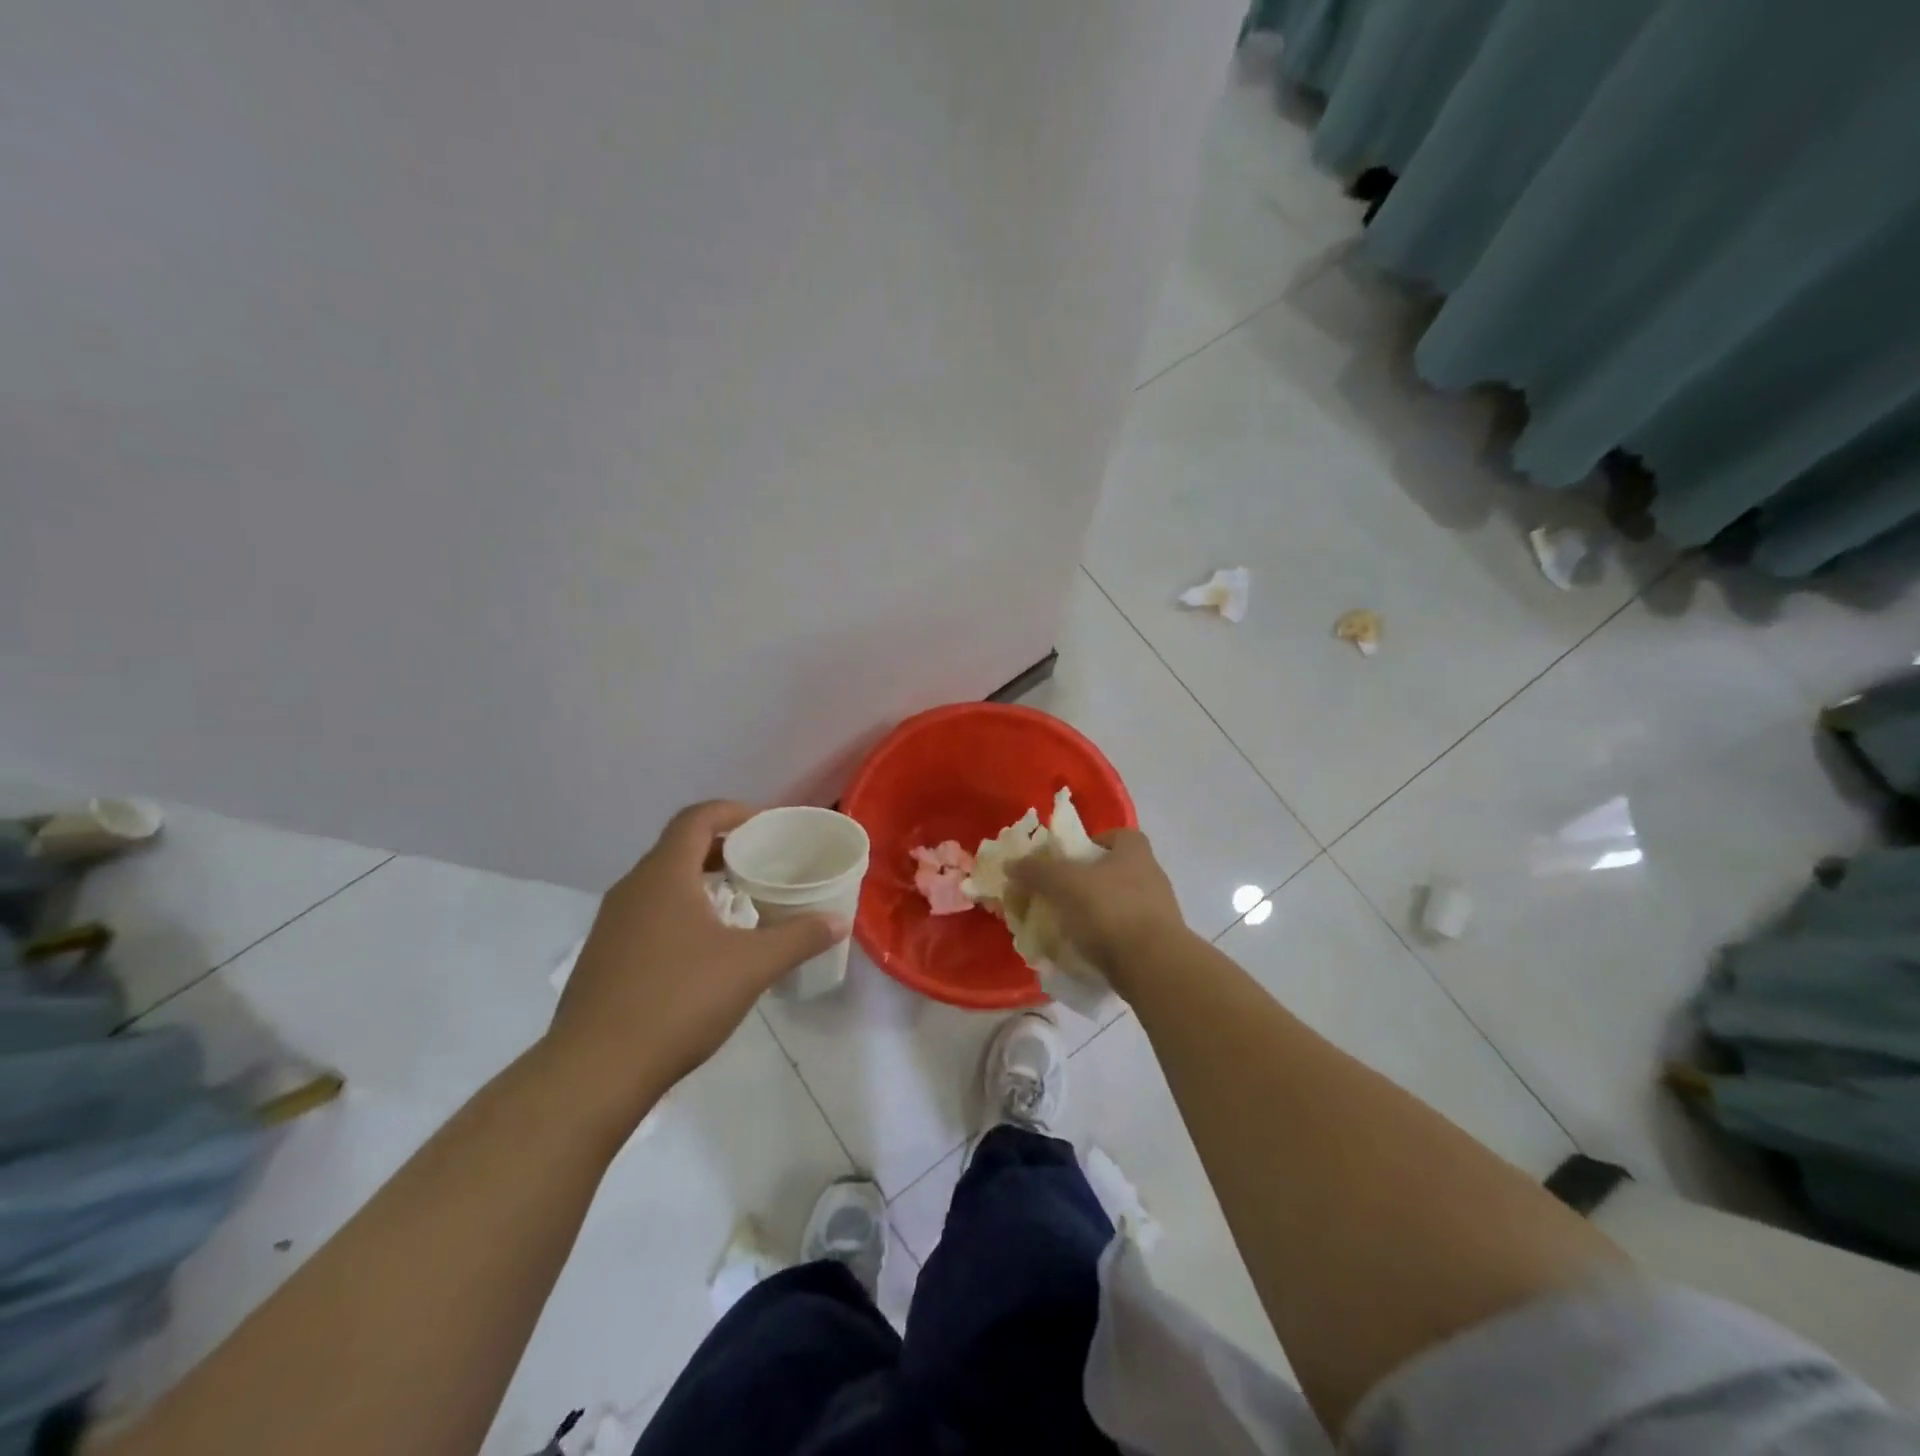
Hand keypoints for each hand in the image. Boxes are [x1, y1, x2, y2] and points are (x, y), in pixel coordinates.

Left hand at [545, 801, 847, 1123]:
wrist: (595, 1070)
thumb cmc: (679, 1000)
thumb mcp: (751, 966)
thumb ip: (798, 937)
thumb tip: (838, 920)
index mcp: (664, 876)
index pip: (696, 818)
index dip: (732, 812)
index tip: (765, 825)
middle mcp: (632, 889)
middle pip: (678, 848)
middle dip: (721, 848)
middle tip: (759, 864)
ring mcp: (611, 924)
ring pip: (661, 884)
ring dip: (699, 882)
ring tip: (737, 904)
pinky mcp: (602, 957)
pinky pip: (647, 915)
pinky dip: (679, 912)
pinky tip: (702, 949)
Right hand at [1006, 828, 1186, 992]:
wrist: (1153, 966)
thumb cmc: (1110, 910)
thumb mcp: (1065, 884)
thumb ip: (1037, 871)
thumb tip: (1011, 864)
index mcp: (1135, 851)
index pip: (1115, 835)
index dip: (1090, 843)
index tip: (1066, 860)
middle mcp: (1152, 876)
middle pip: (1113, 871)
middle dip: (1085, 882)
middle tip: (1057, 895)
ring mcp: (1158, 912)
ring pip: (1118, 904)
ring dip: (1094, 912)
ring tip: (1064, 927)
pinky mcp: (1157, 944)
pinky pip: (1124, 934)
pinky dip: (1104, 939)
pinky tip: (1083, 951)